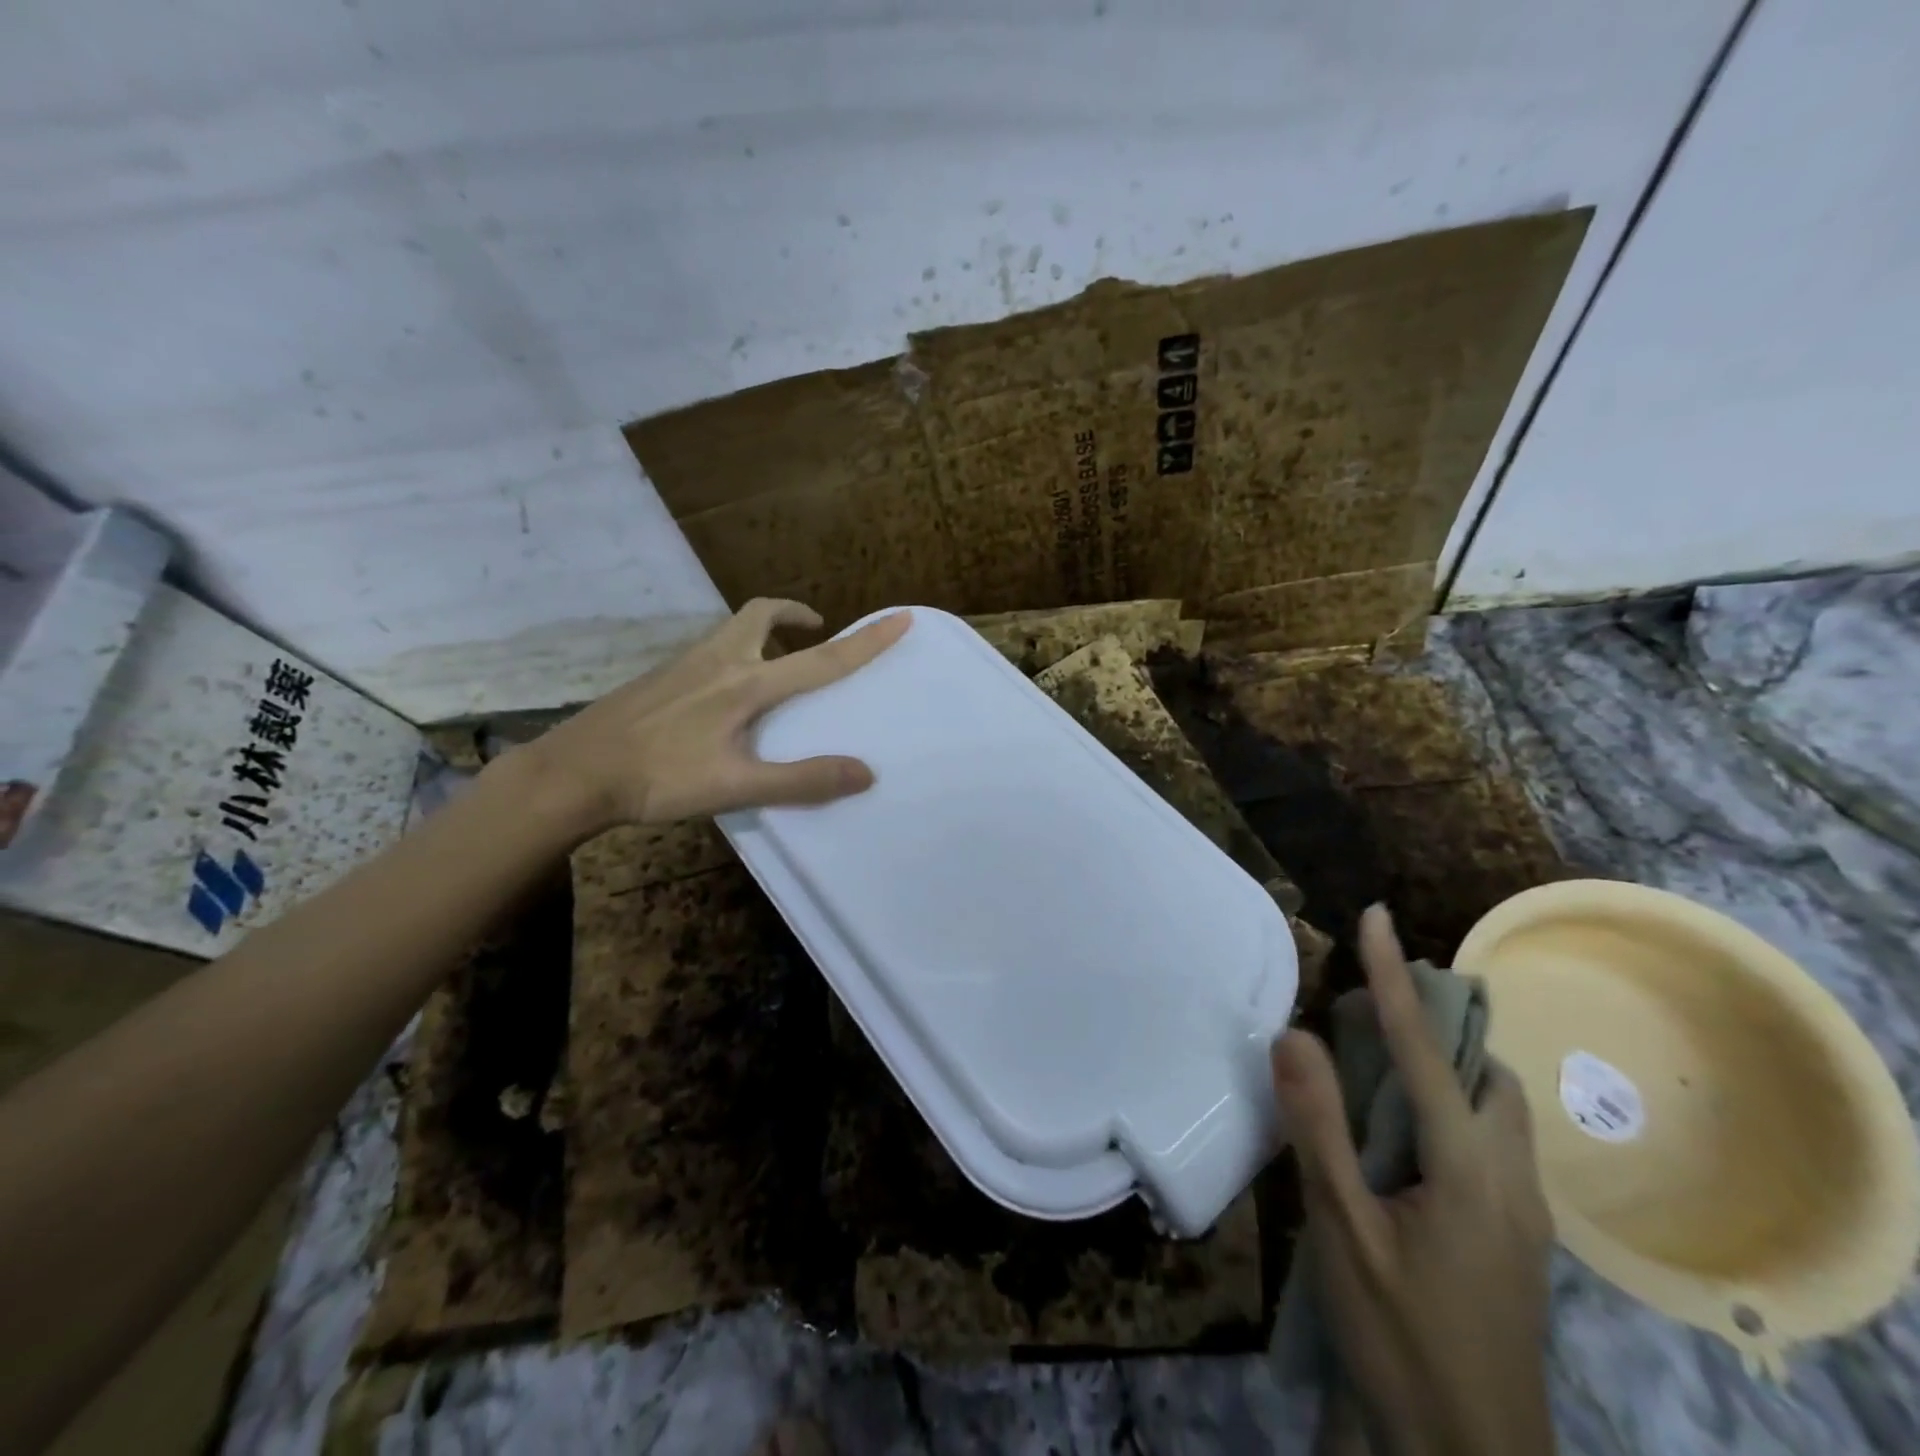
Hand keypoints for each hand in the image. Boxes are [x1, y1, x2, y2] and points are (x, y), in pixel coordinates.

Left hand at [510, 599, 909, 834]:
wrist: (573, 772)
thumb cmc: (659, 779)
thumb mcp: (736, 787)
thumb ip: (802, 780)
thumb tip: (866, 773)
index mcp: (746, 684)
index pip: (821, 659)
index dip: (865, 641)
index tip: (900, 617)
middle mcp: (718, 661)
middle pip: (762, 614)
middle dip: (796, 615)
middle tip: (816, 630)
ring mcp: (684, 665)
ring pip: (734, 629)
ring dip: (766, 632)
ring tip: (779, 663)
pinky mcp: (661, 677)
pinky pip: (712, 649)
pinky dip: (737, 652)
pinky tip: (726, 694)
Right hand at [1271, 905, 1555, 1455]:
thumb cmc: (1400, 1336)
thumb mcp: (1342, 1230)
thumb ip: (1318, 1127)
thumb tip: (1296, 1033)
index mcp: (1468, 1167)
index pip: (1425, 1047)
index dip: (1396, 976)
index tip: (1377, 915)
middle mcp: (1510, 1176)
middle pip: (1482, 1070)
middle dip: (1431, 1023)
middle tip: (1365, 1012)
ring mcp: (1522, 1211)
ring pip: (1494, 1106)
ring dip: (1443, 1065)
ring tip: (1378, 1067)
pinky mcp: (1515, 1234)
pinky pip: (1489, 1138)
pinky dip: (1448, 1105)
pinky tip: (1401, 1137)